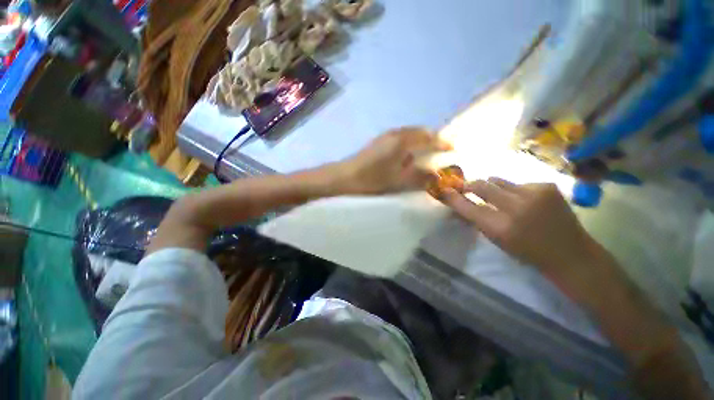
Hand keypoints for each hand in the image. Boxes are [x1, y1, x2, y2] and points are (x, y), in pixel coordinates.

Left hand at [340, 128, 451, 194]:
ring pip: (408, 134)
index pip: (428, 137)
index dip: (441, 142)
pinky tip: (407, 155)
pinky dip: (408, 143)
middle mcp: (395, 133)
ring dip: (419, 140)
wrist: (346, 176)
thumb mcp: (399, 180)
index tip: (452, 148)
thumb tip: (438, 176)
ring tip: (426, 152)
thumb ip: (420, 177)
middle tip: (440, 149)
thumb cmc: (373, 178)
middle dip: (431, 138)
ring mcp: (385, 136)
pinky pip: (399, 138)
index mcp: (402, 140)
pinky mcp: (378, 142)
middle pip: (419, 131)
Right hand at [445, 179, 712, 398]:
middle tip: (467, 186)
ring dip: (492, 186)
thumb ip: (479, 221)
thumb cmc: (530, 254)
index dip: (454, 198)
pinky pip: (518, 183)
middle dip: (470, 185)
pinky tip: (524, 201)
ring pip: (498, 180)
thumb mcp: (498, 241)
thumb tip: (464, 203)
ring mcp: (533, 194)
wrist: (573, 255)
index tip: (444, 190)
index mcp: (500, 228)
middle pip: (482, 186)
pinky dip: (514, 190)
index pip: (467, 207)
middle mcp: (514, 208)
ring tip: (498, 196)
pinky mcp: (547, 187)